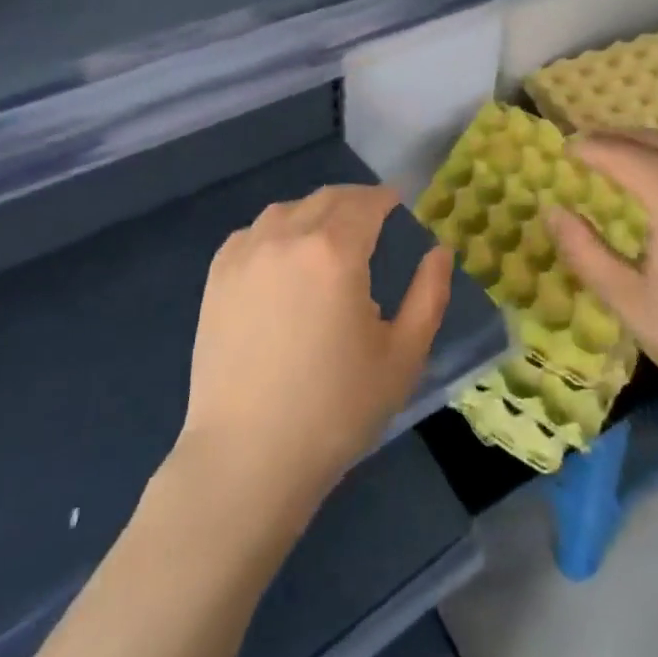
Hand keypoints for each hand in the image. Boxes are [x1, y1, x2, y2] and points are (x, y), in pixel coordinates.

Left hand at [181, 186, 452, 515]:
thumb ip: (428, 295)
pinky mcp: (218, 277)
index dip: (386, 198)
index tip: (398, 203)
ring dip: (316, 212)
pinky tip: (284, 256)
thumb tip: (439, 251)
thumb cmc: (336, 410)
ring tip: (329, 236)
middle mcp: (288, 237)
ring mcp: (246, 254)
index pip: (366, 203)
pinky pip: (253, 232)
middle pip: (327, 198)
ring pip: (288, 210)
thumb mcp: (403, 356)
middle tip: (373, 217)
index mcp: (335, 251)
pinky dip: (277, 230)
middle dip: (355, 201)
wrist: (247, 458)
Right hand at [548, 130, 657, 452]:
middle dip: (616, 139)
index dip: (586, 149)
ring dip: (651, 148)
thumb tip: (552, 210)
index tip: (564, 151)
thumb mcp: (631, 302)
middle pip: (653, 139)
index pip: (617, 151)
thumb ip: (584, 251)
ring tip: (627, 165)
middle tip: (589, 150)